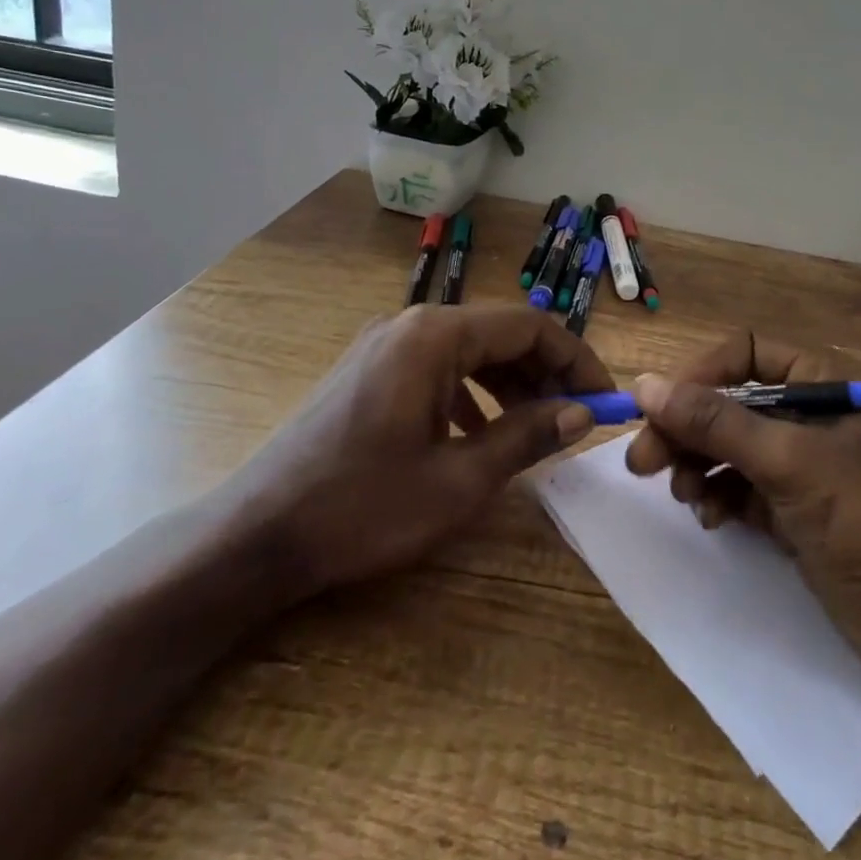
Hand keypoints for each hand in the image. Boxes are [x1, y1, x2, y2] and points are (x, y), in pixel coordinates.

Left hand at [230, 304, 604, 600]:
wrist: (256, 535)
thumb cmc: (362, 507)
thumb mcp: (458, 480)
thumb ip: (526, 437)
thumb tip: (582, 413)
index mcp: (435, 335)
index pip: (528, 325)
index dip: (575, 358)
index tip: (605, 396)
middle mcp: (411, 324)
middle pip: (499, 333)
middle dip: (544, 371)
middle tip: (577, 416)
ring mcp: (385, 344)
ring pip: (469, 350)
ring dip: (510, 382)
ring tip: (536, 426)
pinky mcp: (369, 369)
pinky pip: (438, 366)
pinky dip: (471, 392)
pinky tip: (479, 432)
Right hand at [626, 330, 860, 704]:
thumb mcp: (790, 463)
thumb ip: (716, 423)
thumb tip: (645, 385)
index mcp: (821, 380)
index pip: (743, 353)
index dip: (698, 375)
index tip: (658, 409)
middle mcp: (808, 413)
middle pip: (728, 402)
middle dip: (686, 429)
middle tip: (642, 462)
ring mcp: (800, 462)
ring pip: (727, 446)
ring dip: (697, 465)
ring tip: (684, 495)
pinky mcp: (793, 507)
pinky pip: (738, 486)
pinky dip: (718, 496)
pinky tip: (711, 517)